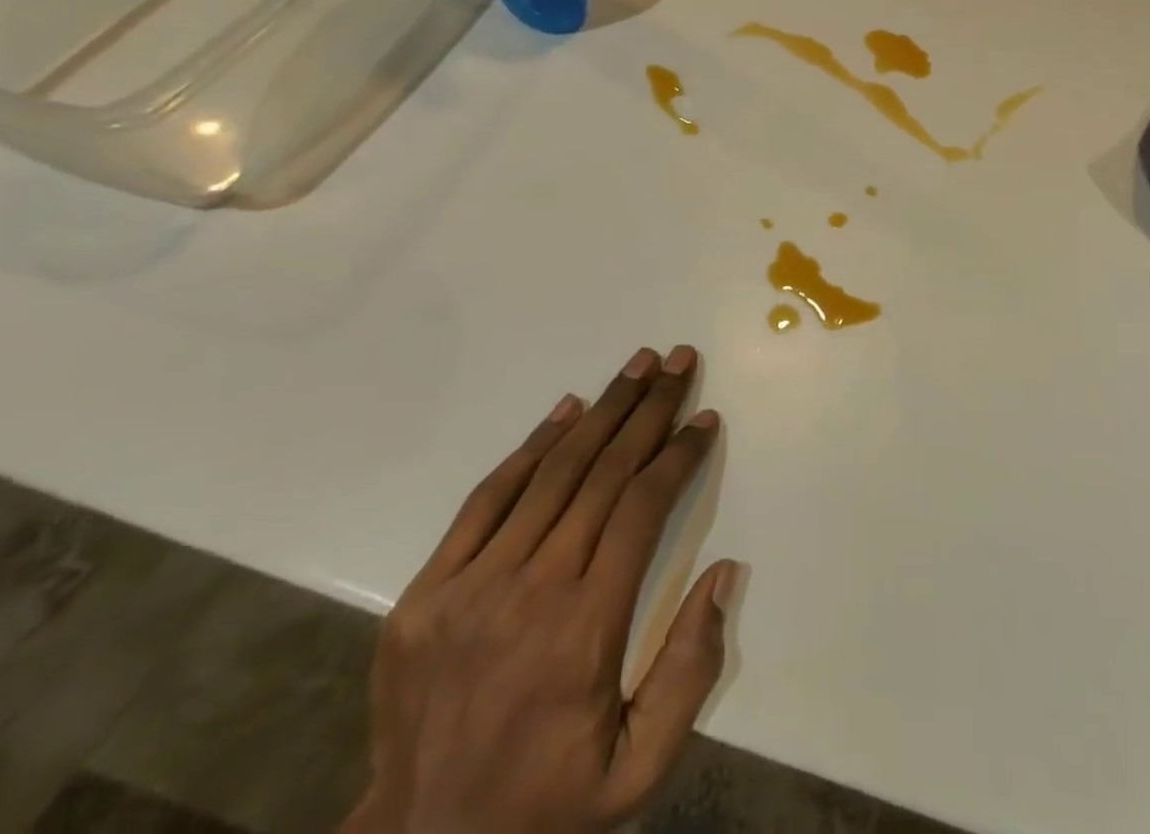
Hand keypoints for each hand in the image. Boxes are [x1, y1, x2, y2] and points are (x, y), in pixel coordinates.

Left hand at [345, 346, 737, 833]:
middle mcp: (529, 593)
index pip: (642, 510)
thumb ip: (690, 670)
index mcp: (584, 631)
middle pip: (603, 474)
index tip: (705, 419)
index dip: (679, 455)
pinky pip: (487, 498)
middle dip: (649, 410)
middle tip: (678, 360)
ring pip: (551, 474)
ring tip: (638, 365)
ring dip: (602, 410)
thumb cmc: (549, 804)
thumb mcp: (640, 771)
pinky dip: (532, 447)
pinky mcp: (425, 592)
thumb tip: (723, 571)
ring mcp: (469, 588)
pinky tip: (568, 409)